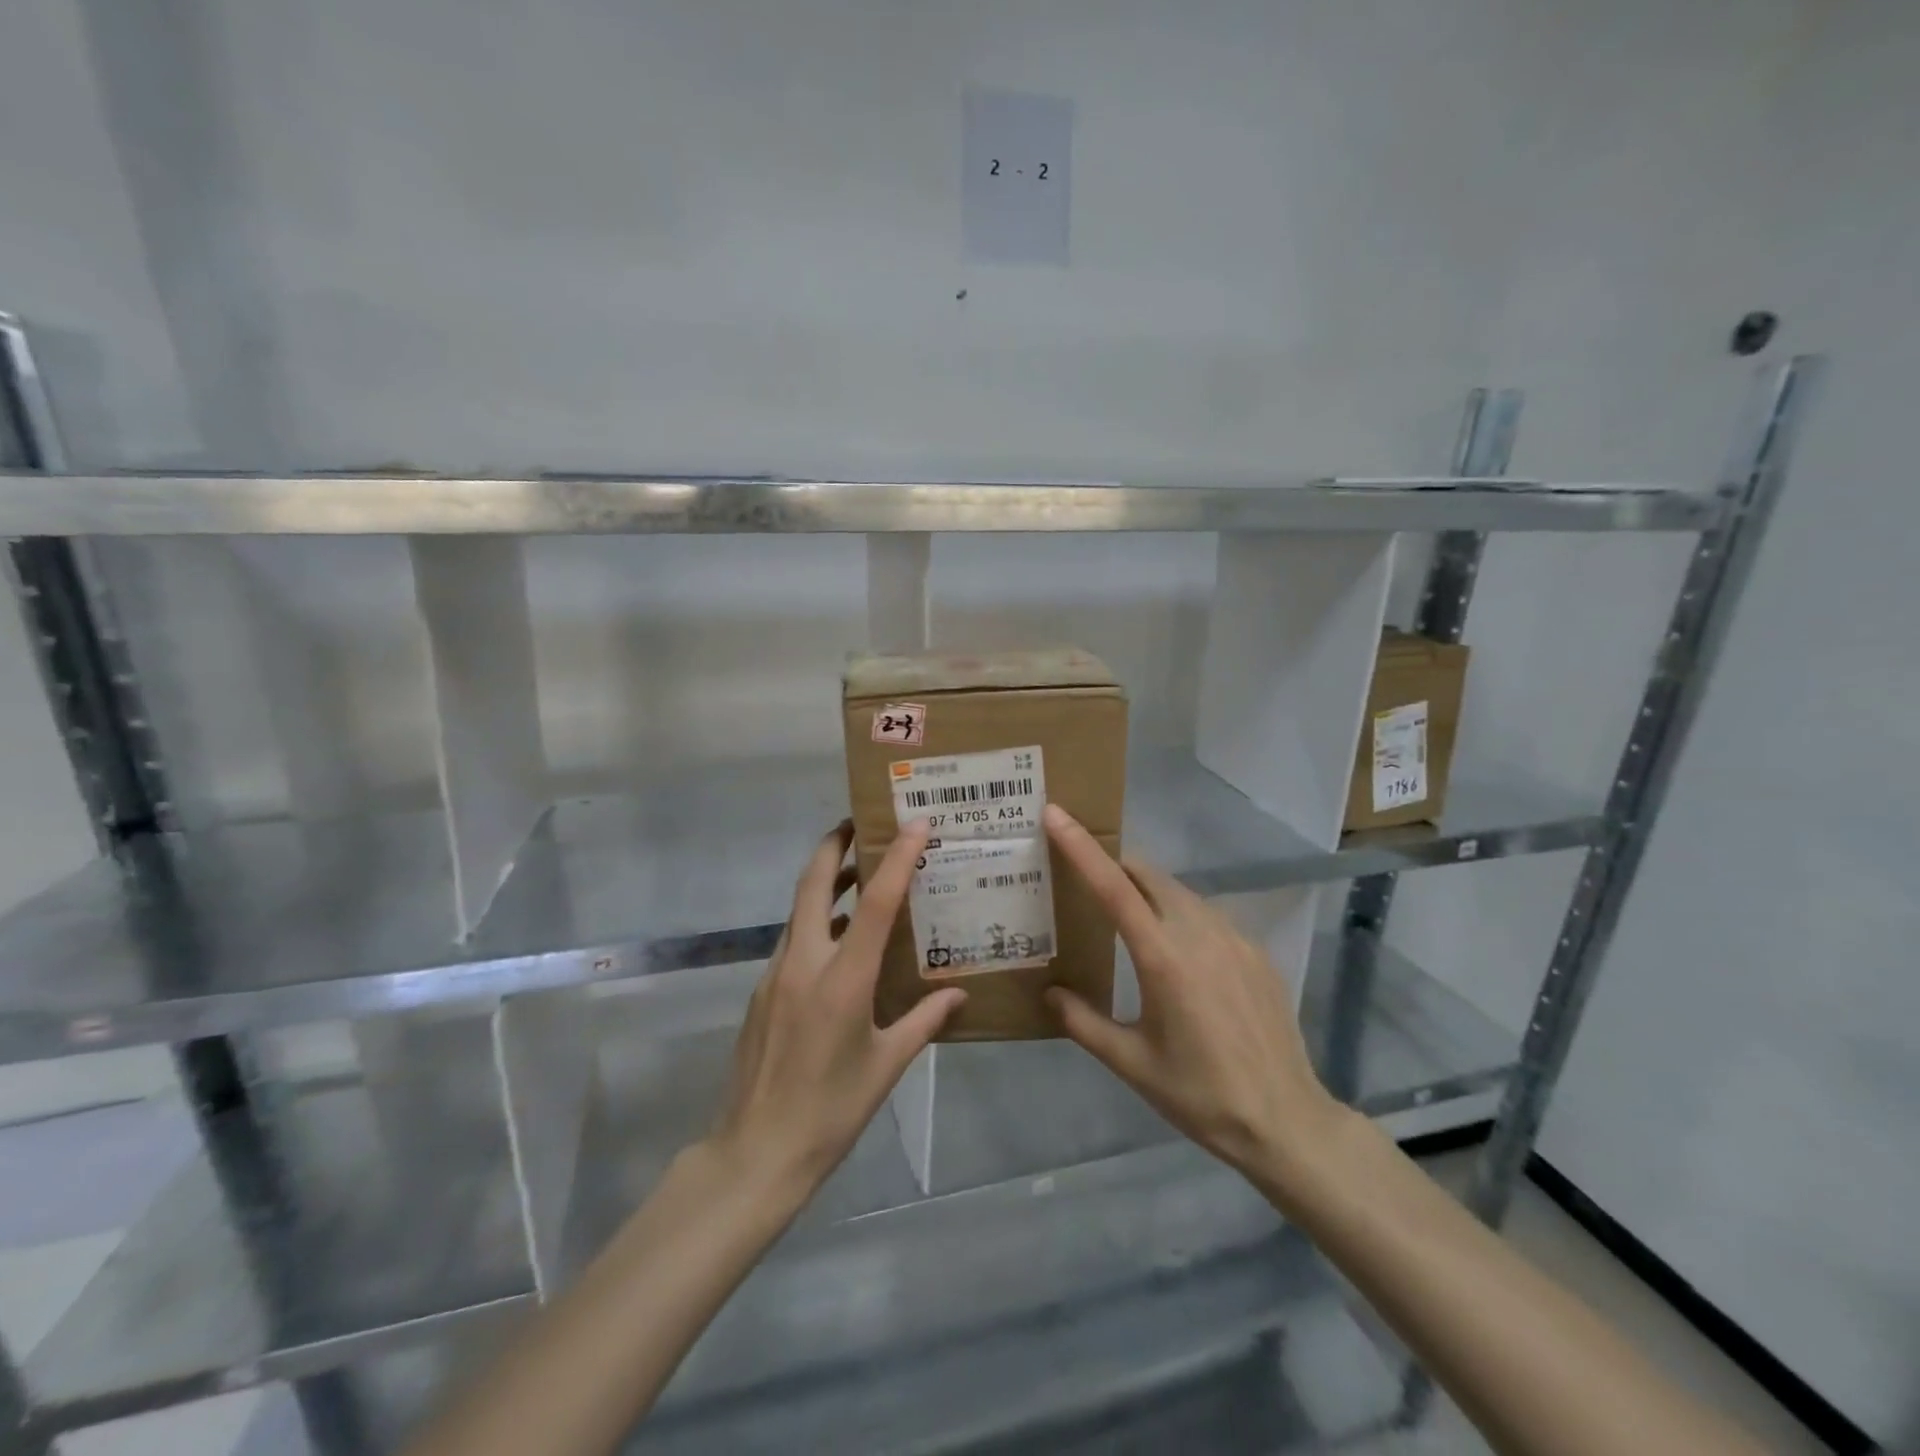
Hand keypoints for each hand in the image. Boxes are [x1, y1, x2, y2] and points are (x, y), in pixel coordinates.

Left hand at [711, 819, 965, 1197]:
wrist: (755, 1153)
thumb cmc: (831, 1110)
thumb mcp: (886, 1066)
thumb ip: (924, 1022)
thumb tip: (959, 994)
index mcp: (842, 980)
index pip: (873, 903)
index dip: (896, 859)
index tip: (915, 824)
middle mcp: (804, 963)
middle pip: (812, 883)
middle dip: (833, 844)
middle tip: (859, 824)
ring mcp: (775, 975)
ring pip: (799, 910)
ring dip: (824, 883)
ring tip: (856, 875)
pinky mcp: (761, 991)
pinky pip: (792, 941)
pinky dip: (815, 923)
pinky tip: (838, 944)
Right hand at [1042, 804, 1342, 1197]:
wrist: (1285, 1121)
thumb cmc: (1199, 1094)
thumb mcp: (1131, 1063)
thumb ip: (1083, 1022)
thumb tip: (1049, 992)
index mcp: (1163, 957)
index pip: (1113, 886)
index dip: (1081, 847)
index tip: (1055, 814)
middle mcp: (1199, 932)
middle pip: (1147, 875)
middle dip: (1114, 865)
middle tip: (1083, 879)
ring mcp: (1234, 938)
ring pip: (1179, 891)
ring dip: (1147, 890)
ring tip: (1125, 918)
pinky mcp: (1255, 951)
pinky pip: (1206, 914)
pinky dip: (1179, 914)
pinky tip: (1176, 953)